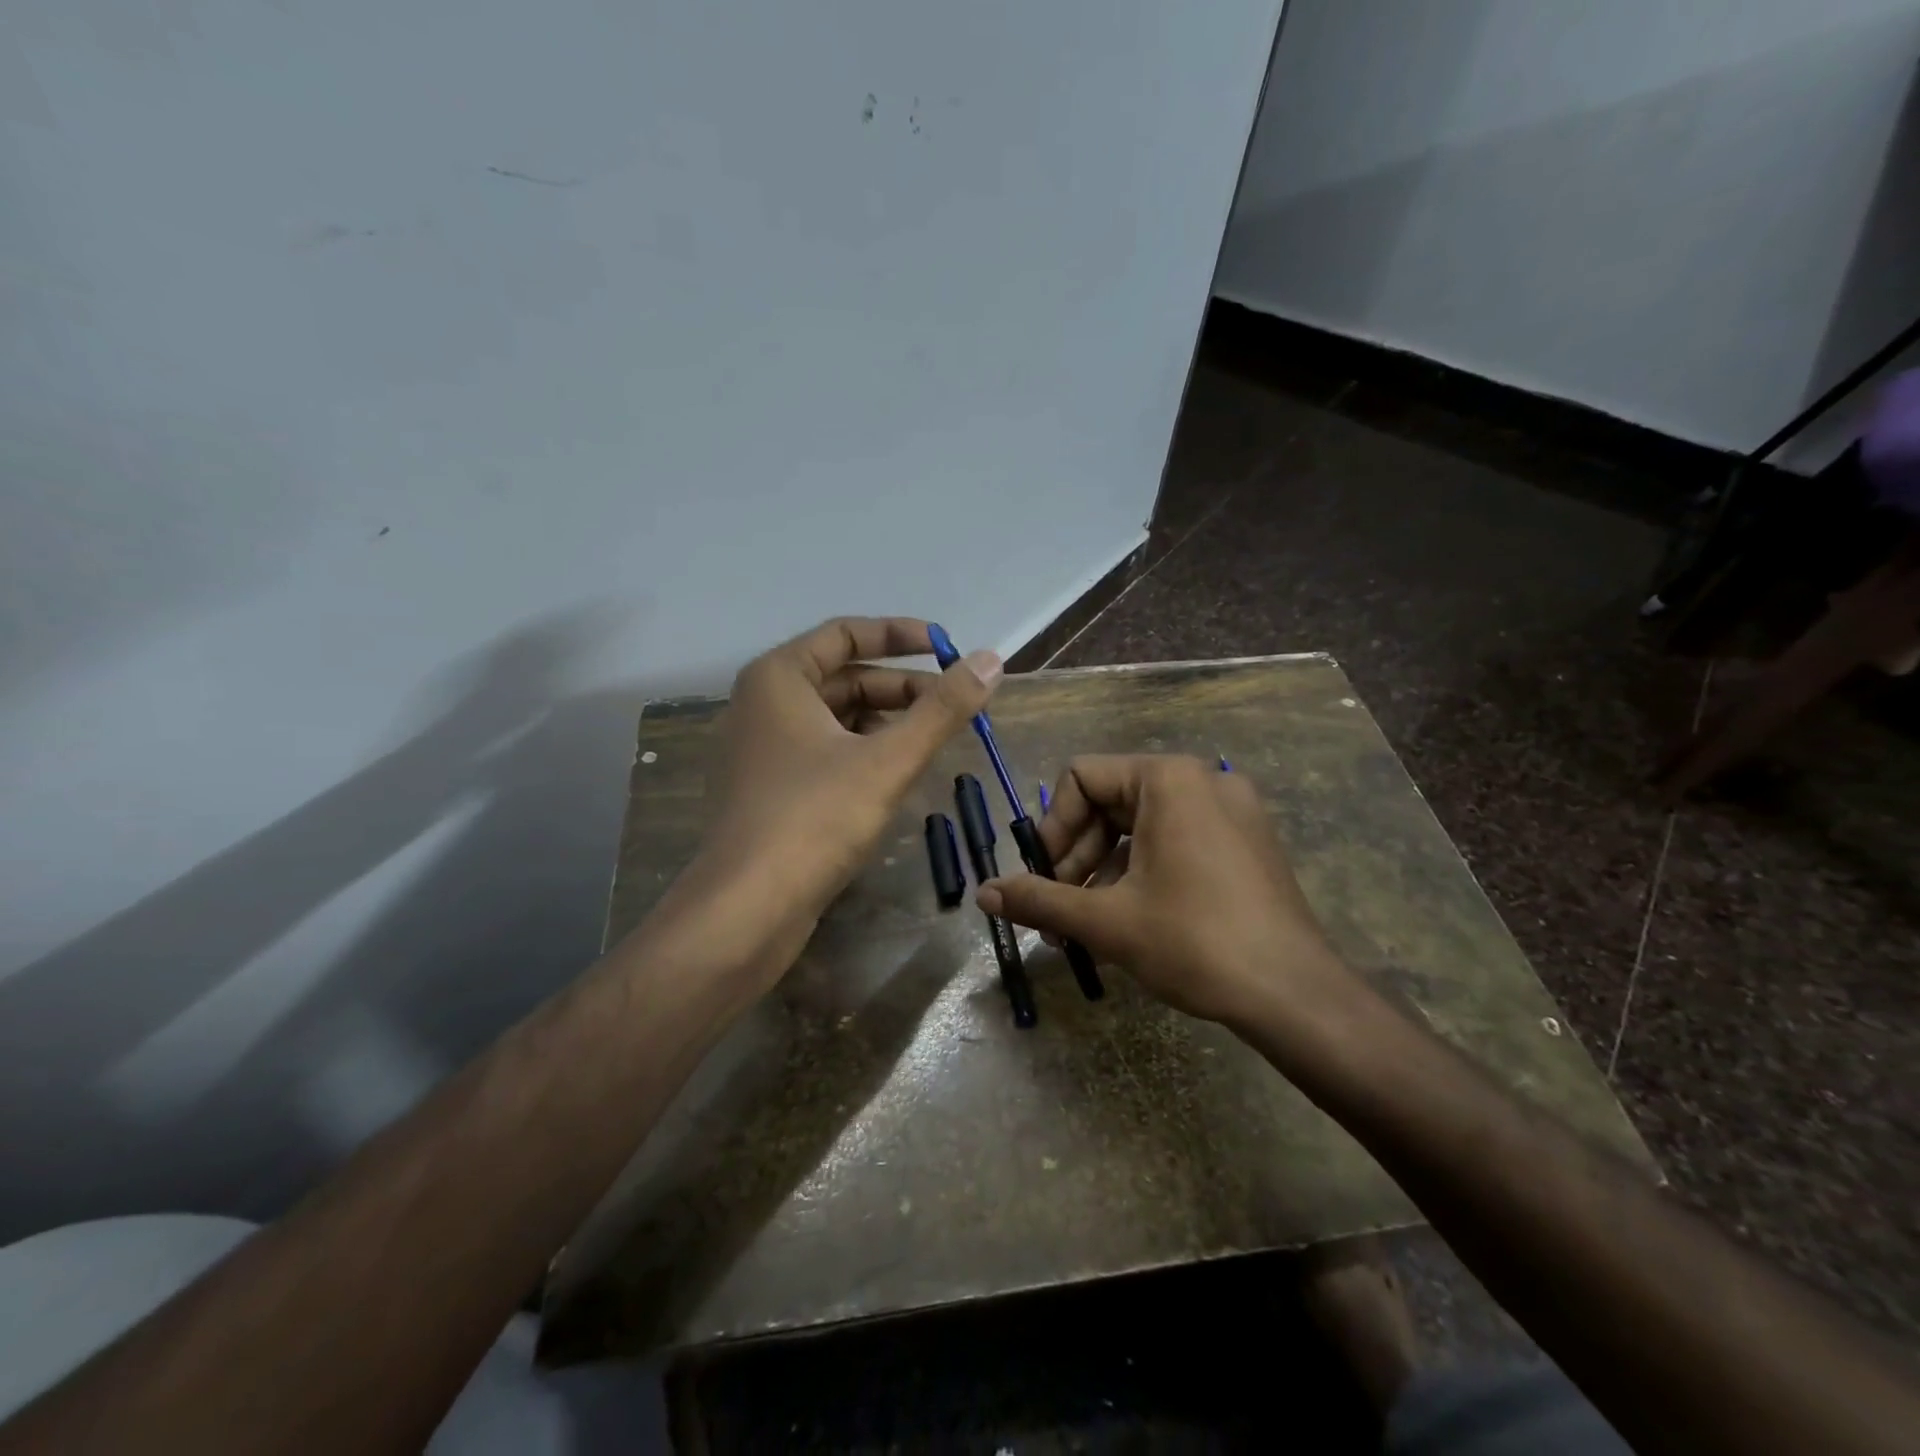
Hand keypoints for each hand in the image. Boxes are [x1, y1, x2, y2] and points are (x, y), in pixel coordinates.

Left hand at [690, 616, 1000, 975]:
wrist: (746, 910)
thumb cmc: (814, 819)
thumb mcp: (888, 760)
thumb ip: (942, 709)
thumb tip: (991, 659)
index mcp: (778, 677)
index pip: (846, 633)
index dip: (901, 635)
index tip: (949, 648)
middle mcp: (763, 704)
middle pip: (844, 677)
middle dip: (903, 687)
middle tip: (957, 703)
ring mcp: (763, 750)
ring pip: (837, 718)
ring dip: (888, 722)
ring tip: (937, 739)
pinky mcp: (770, 790)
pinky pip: (825, 752)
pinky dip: (865, 752)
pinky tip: (899, 773)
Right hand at [975, 754, 1357, 1027]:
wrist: (1296, 995)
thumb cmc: (1194, 942)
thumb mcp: (1106, 921)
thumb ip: (1039, 900)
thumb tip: (984, 894)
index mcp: (1168, 778)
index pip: (1082, 777)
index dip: (1053, 827)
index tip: (1045, 877)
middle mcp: (1203, 779)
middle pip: (1111, 801)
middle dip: (1077, 856)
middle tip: (1060, 910)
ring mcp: (1232, 809)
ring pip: (1143, 825)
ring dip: (1105, 871)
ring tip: (1087, 927)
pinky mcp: (1247, 841)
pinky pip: (1177, 840)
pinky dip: (1143, 872)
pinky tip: (1129, 922)